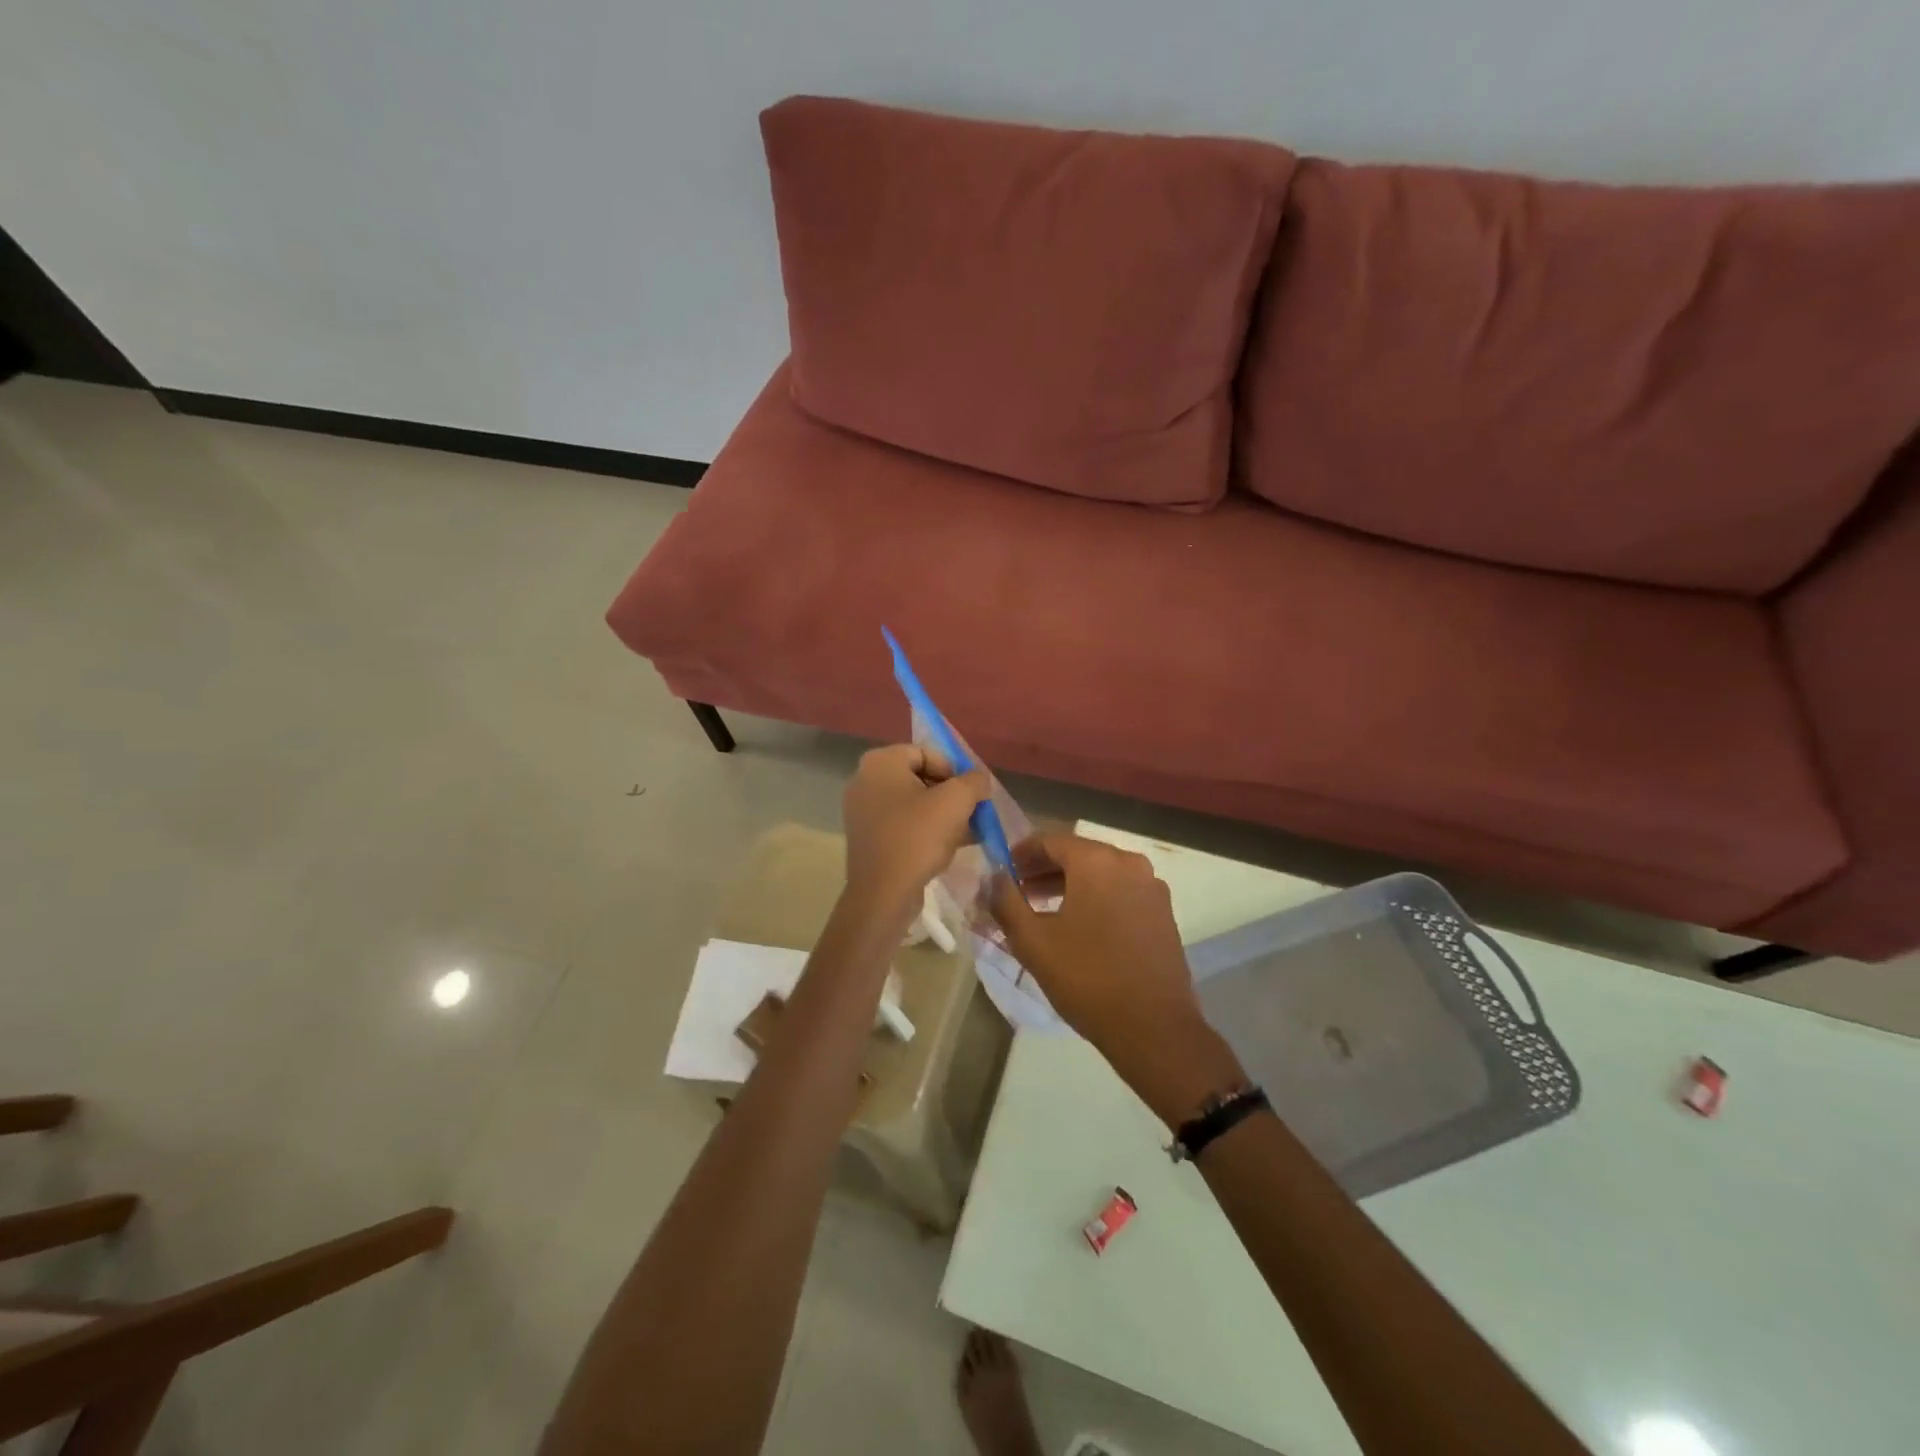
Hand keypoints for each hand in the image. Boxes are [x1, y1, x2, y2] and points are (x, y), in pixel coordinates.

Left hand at [842, 745, 988, 920]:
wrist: (883, 893)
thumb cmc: (918, 837)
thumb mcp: (957, 801)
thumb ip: (974, 781)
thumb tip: (979, 780)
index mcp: (881, 762)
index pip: (927, 753)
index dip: (955, 771)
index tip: (971, 795)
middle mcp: (865, 780)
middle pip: (920, 777)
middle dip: (950, 794)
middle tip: (972, 814)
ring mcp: (862, 810)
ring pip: (913, 803)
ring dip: (942, 814)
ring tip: (967, 832)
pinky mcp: (867, 837)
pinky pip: (902, 824)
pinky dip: (925, 830)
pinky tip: (950, 846)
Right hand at [989, 833, 1244, 1124]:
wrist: (1152, 1027)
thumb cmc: (1086, 978)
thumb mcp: (1032, 940)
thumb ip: (1006, 900)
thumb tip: (993, 876)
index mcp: (1097, 861)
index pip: (1050, 840)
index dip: (1021, 853)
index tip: (1002, 871)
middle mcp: (1128, 863)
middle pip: (1077, 854)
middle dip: (1044, 869)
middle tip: (1017, 890)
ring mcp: (1151, 887)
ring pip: (1100, 874)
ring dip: (1069, 885)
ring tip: (1040, 909)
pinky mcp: (1163, 912)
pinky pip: (1120, 892)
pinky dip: (1095, 898)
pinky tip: (1077, 925)